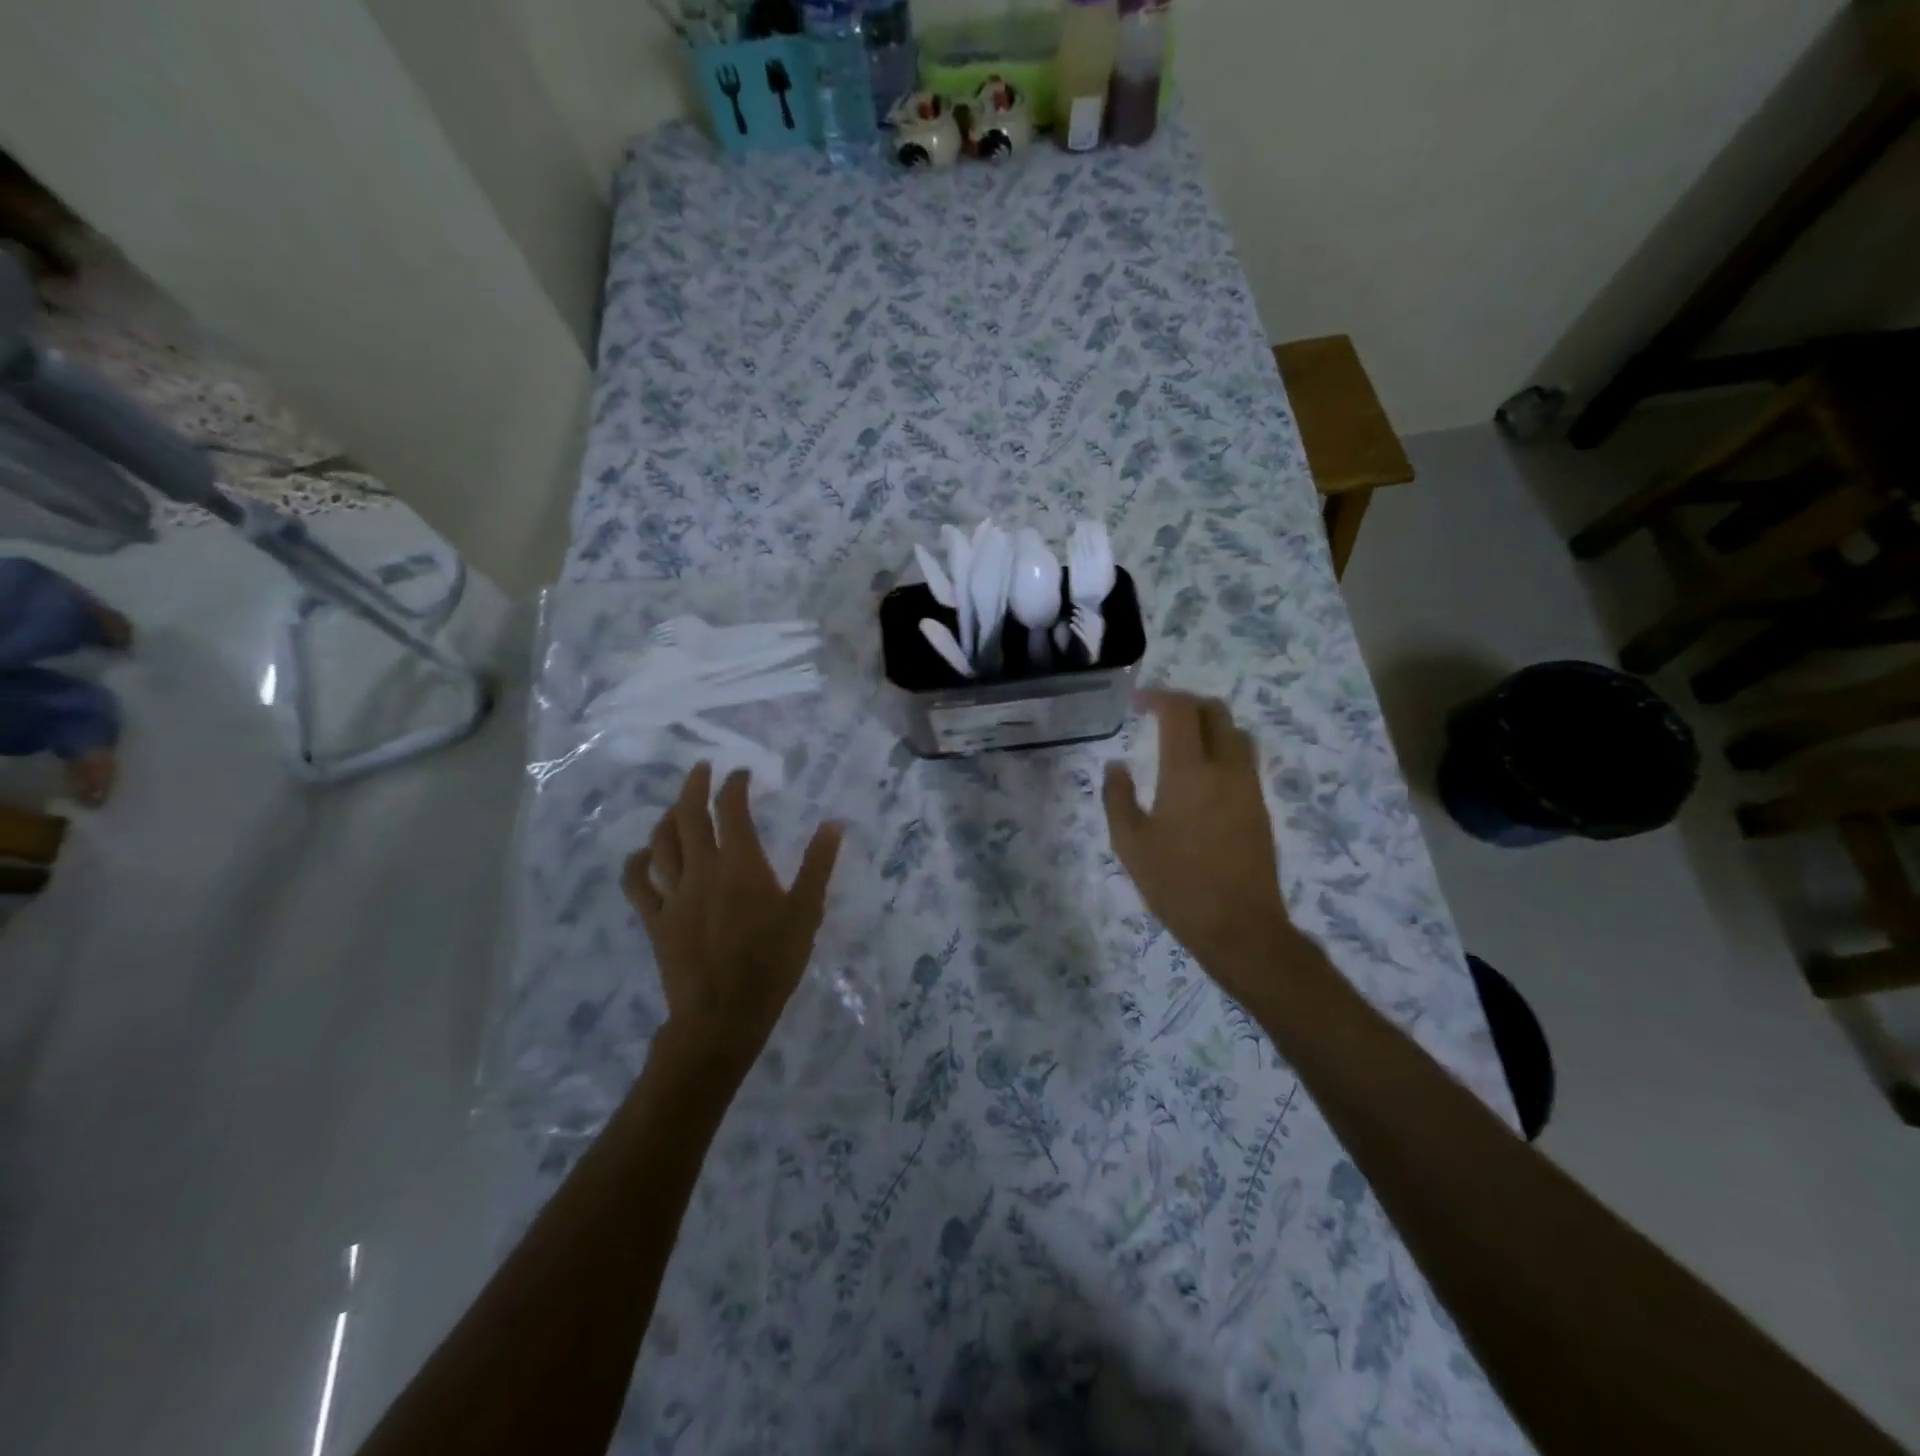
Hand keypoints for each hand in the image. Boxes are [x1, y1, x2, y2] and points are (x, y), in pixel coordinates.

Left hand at [623, 764, 843, 1073]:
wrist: (724, 1015)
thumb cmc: (772, 963)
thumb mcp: (806, 912)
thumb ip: (818, 865)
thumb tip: (833, 823)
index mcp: (741, 863)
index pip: (731, 809)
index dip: (734, 785)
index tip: (741, 774)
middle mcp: (702, 868)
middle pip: (689, 815)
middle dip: (695, 786)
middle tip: (702, 768)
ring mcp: (673, 894)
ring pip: (661, 842)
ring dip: (668, 817)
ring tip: (677, 806)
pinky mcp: (655, 919)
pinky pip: (637, 884)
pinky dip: (637, 862)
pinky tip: (644, 854)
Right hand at [1103, 691, 1298, 996]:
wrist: (1239, 926)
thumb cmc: (1176, 884)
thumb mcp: (1130, 844)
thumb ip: (1117, 798)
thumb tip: (1117, 766)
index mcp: (1189, 772)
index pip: (1180, 711)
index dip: (1158, 697)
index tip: (1136, 703)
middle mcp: (1225, 768)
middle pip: (1215, 711)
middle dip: (1186, 704)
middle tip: (1158, 716)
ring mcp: (1249, 786)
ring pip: (1235, 732)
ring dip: (1208, 724)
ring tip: (1181, 741)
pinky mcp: (1260, 805)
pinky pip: (1243, 758)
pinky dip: (1222, 748)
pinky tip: (1201, 774)